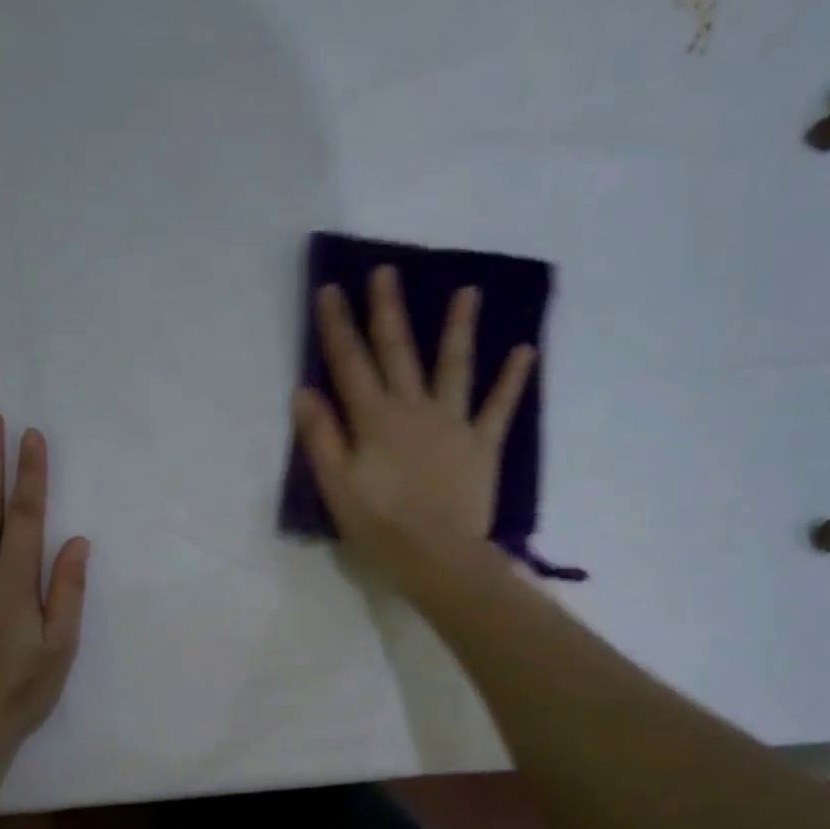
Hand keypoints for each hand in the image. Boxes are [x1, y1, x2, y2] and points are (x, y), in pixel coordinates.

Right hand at [292, 266, 536, 594]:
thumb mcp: (336, 487)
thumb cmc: (380, 528)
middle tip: (386, 270)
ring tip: (467, 291)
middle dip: (388, 310)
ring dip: (458, 327)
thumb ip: (321, 437)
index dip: (337, 327)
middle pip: (398, 352)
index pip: (350, 364)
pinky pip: (498, 406)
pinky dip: (513, 379)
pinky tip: (525, 350)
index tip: (331, 289)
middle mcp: (414, 409)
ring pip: (454, 366)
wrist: (437, 558)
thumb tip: (304, 390)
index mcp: (374, 420)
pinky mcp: (482, 444)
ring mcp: (452, 424)